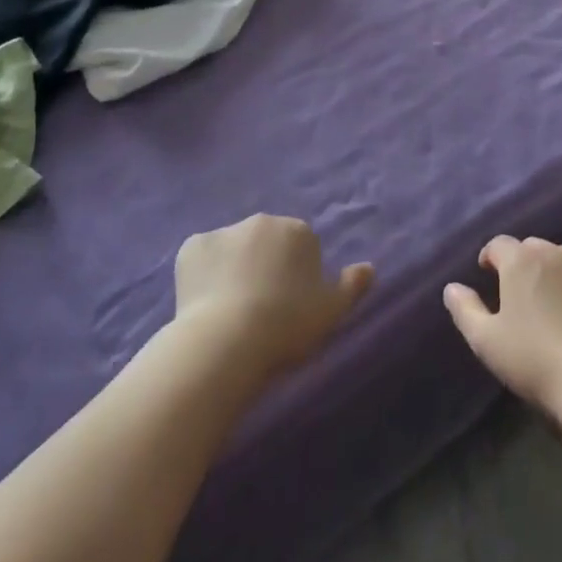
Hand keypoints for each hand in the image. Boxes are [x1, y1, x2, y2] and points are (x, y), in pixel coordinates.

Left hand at [174, 215, 374, 380]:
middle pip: (266, 242)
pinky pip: (201, 259)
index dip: (297, 277)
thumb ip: (352, 286)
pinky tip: (204, 304)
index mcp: (297, 230)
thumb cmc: (286, 325)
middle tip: (260, 309)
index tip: (290, 307)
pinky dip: (203, 275)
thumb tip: (369, 268)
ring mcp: (224, 231)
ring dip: (234, 268)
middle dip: (264, 265)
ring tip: (229, 312)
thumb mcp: (331, 312)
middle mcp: (262, 221)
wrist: (227, 340)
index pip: (301, 247)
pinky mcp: (191, 247)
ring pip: (233, 248)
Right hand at [444, 236, 561, 412]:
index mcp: (520, 260)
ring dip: (553, 271)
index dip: (490, 257)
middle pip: (532, 248)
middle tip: (518, 293)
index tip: (487, 274)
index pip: (498, 245)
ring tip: (551, 300)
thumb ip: (465, 310)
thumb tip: (452, 287)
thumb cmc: (535, 360)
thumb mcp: (486, 342)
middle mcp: (554, 253)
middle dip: (522, 263)